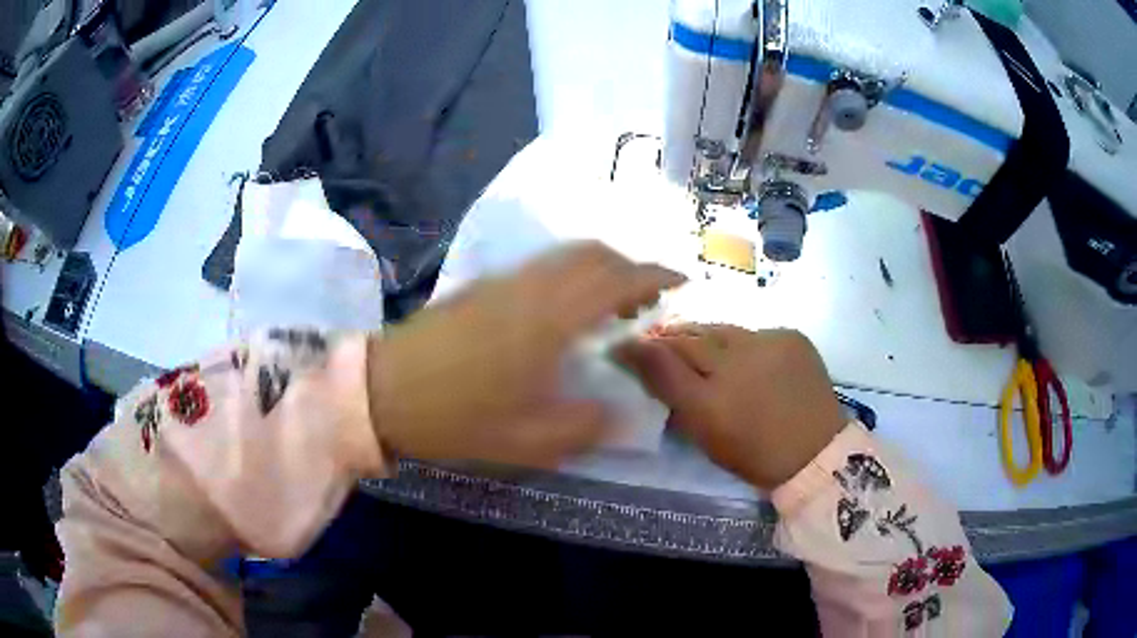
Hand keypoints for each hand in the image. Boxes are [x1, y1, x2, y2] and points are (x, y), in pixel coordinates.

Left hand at [368, 242, 685, 467]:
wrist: (384, 391)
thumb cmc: (457, 418)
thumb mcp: (529, 440)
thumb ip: (586, 426)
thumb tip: (625, 413)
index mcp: (550, 318)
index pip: (617, 278)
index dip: (655, 275)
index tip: (681, 282)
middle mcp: (531, 286)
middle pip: (594, 254)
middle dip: (630, 268)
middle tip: (645, 302)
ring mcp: (502, 281)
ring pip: (565, 256)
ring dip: (599, 269)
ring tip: (610, 306)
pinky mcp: (481, 286)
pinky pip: (541, 266)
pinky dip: (569, 274)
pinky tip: (563, 311)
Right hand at [616, 324, 844, 489]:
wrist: (815, 452)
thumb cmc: (752, 453)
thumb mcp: (704, 433)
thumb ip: (670, 394)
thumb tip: (638, 361)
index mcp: (711, 398)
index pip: (663, 359)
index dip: (639, 349)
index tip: (622, 345)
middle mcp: (737, 360)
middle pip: (691, 337)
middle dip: (671, 339)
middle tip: (660, 344)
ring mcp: (768, 342)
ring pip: (722, 331)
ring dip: (707, 338)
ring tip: (704, 351)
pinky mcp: (792, 337)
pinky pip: (754, 333)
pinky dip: (744, 344)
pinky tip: (747, 359)